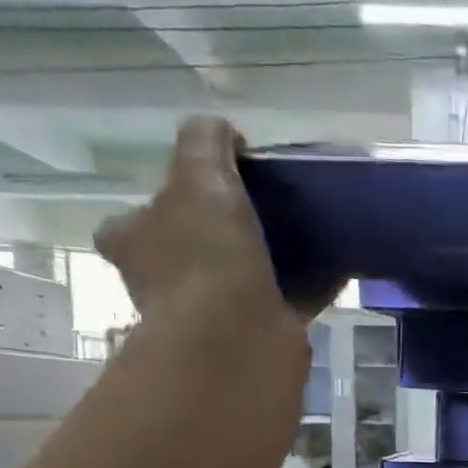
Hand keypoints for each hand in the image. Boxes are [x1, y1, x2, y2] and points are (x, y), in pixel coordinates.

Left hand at [96, 116, 338, 328]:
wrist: (239, 336)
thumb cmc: (206, 254)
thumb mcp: (199, 176)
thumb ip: (205, 143)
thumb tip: (222, 131)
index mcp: (135, 244)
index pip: (130, 222)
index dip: (161, 204)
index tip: (199, 189)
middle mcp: (165, 283)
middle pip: (190, 250)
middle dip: (220, 233)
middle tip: (259, 207)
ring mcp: (212, 315)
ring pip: (240, 277)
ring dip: (267, 260)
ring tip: (304, 232)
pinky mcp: (258, 335)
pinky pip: (287, 300)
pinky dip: (310, 285)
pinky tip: (337, 265)